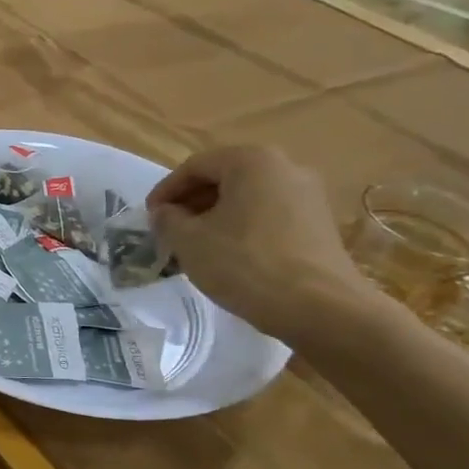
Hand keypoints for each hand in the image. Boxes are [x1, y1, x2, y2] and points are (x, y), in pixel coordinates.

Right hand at [147, 145, 375, 343]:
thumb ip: (167, 220)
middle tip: (169, 230)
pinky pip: (268, 215)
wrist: (319, 307)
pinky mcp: (319, 224)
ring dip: (215, 216)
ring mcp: (308, 196)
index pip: (195, 166)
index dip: (165, 190)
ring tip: (195, 245)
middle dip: (191, 203)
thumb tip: (165, 213)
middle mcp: (286, 167)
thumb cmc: (244, 263)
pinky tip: (228, 255)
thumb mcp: (188, 241)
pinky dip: (241, 227)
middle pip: (224, 178)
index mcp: (252, 161)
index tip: (149, 217)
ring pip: (247, 198)